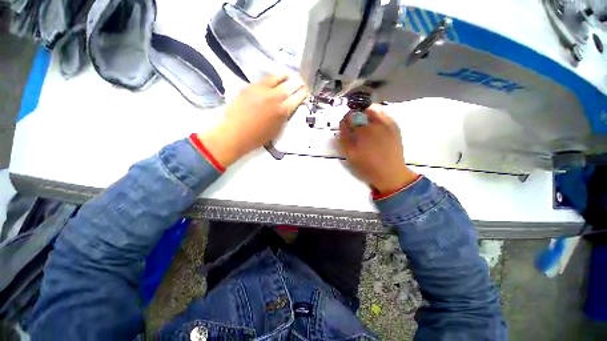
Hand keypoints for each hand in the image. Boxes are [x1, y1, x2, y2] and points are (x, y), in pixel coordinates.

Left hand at [199, 74, 308, 166]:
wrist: (235, 133)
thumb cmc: (257, 137)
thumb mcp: (277, 129)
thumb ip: (284, 116)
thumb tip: (288, 107)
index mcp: (282, 111)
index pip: (297, 98)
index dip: (303, 93)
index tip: (305, 91)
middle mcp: (274, 97)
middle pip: (290, 84)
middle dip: (298, 82)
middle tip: (301, 82)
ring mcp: (261, 89)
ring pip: (277, 77)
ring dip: (286, 76)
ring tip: (289, 76)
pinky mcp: (251, 86)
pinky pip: (265, 79)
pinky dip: (273, 78)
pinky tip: (274, 80)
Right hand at [337, 105, 417, 194]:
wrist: (390, 173)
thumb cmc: (367, 166)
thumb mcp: (350, 156)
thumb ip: (344, 139)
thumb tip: (341, 125)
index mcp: (362, 133)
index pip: (349, 117)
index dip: (345, 120)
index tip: (344, 124)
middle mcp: (374, 125)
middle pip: (360, 111)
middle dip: (354, 116)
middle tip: (354, 124)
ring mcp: (386, 124)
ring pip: (373, 109)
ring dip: (366, 112)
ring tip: (364, 121)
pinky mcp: (395, 126)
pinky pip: (384, 113)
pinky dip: (377, 114)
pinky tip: (375, 123)